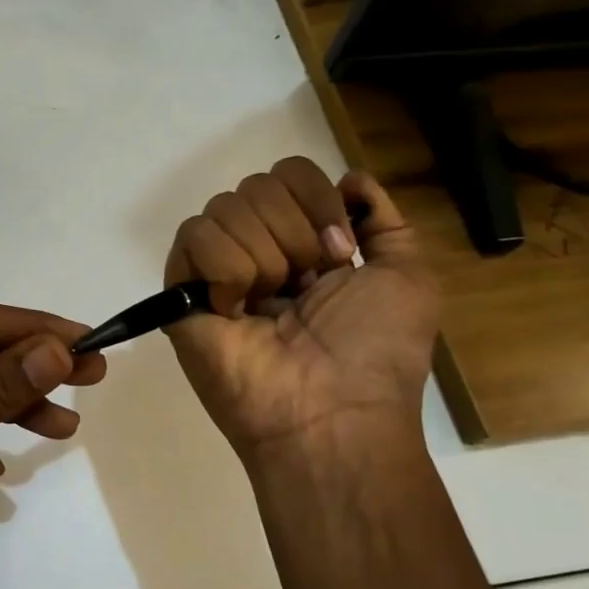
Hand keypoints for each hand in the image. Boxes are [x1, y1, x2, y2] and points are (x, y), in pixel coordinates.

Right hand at [163, 158, 438, 475]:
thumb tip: (350, 178)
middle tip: (304, 286)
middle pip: (257, 185)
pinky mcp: (181, 292)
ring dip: (263, 256)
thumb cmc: (374, 352)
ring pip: (224, 207)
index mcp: (303, 244)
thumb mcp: (408, 277)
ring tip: (269, 305)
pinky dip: (225, 269)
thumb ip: (385, 220)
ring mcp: (216, 271)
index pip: (289, 174)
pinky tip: (234, 310)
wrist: (330, 413)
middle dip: (293, 232)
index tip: (338, 255)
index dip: (316, 201)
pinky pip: (193, 237)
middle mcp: (257, 249)